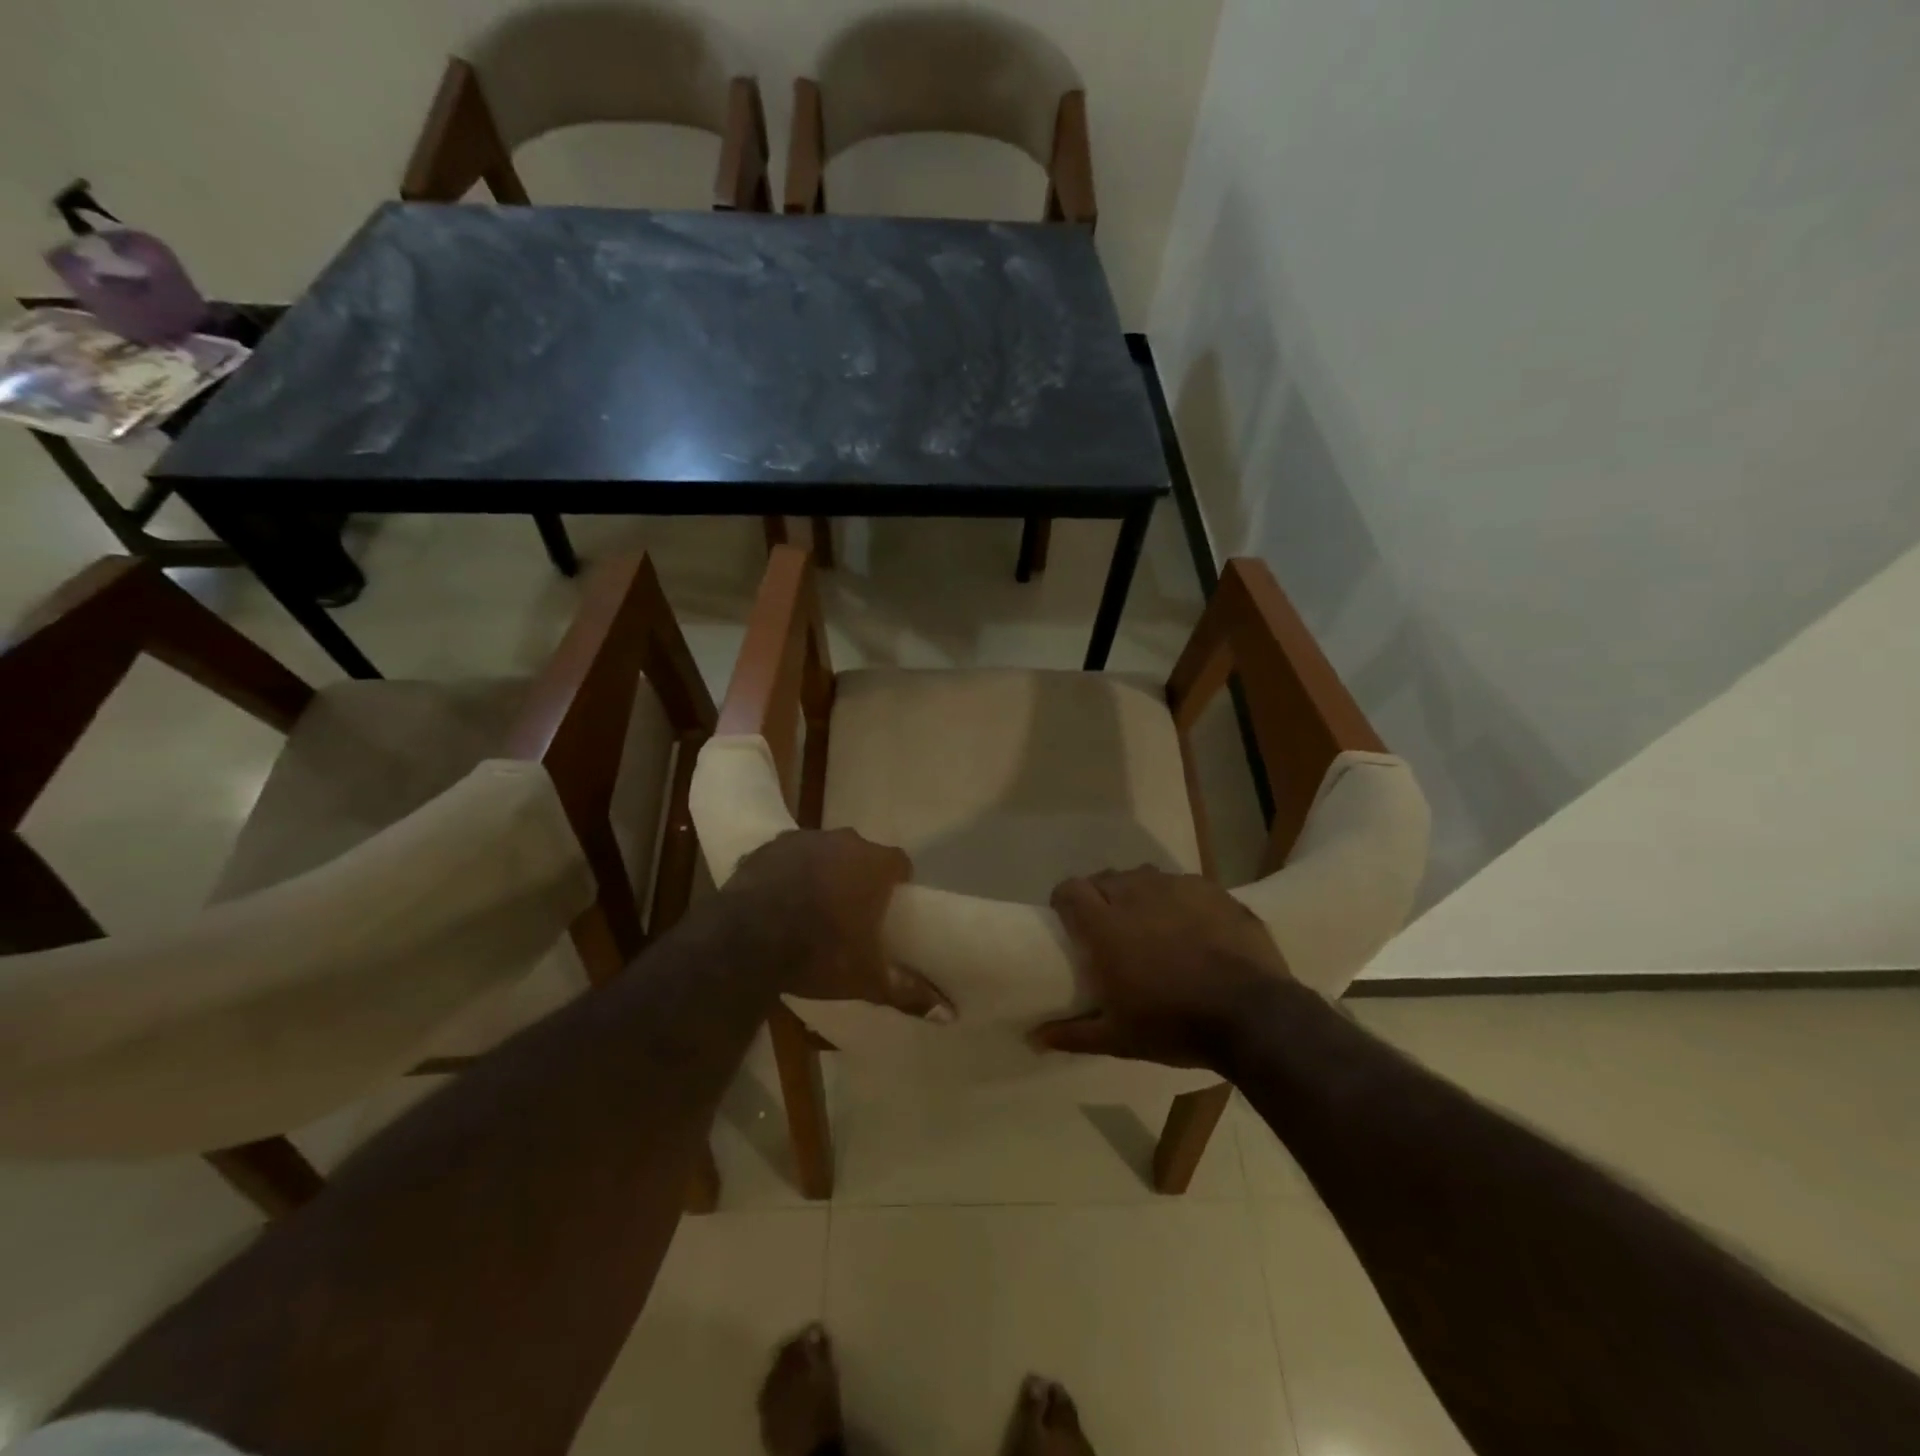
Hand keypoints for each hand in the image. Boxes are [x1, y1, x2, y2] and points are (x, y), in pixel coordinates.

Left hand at [724, 829, 951, 1019]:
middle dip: (857, 876)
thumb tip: (950, 1014)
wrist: (746, 940)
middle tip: (850, 912)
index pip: (899, 863)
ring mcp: (802, 839)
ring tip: (811, 906)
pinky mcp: (767, 846)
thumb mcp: (867, 978)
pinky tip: (777, 899)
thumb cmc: (818, 953)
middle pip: (860, 854)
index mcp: (874, 865)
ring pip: (822, 852)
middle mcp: (843, 841)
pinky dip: (787, 872)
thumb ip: (909, 992)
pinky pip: (786, 855)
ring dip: (822, 870)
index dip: (896, 883)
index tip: (888, 908)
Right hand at [1032, 866, 1291, 1069]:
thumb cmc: (1174, 1024)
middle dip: (1100, 897)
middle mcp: (1136, 894)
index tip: (1067, 919)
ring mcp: (1176, 887)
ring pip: (1143, 877)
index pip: (1070, 889)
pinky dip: (1176, 899)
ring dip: (1137, 894)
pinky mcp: (1211, 890)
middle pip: (1105, 879)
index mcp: (1105, 925)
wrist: (1253, 1015)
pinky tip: (1189, 925)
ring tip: (1149, 923)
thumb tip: (1034, 1038)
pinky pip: (1181, 884)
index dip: (1065, 900)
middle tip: (1109, 927)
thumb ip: (1073, 1033)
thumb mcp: (1118, 1038)